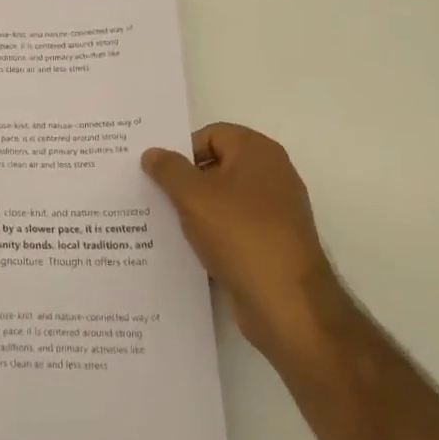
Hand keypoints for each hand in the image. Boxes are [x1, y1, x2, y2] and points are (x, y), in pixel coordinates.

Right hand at [142, 123, 344, 360]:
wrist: (287, 305)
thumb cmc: (240, 234)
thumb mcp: (193, 196)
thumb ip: (168, 169)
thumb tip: (153, 153)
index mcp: (258, 152)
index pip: (210, 135)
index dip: (181, 151)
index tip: (156, 173)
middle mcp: (271, 175)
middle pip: (215, 166)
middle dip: (184, 181)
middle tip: (151, 194)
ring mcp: (274, 212)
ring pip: (222, 200)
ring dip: (194, 210)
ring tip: (162, 222)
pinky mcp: (271, 244)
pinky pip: (232, 228)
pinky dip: (211, 234)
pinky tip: (186, 248)